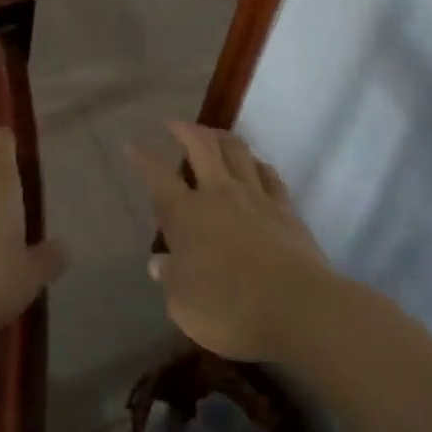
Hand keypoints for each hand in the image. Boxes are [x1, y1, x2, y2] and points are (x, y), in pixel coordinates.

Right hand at [130, 122, 334, 361]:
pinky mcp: (286, 209)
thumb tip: (159, 262)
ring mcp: (256, 198)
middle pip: (202, 147)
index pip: (157, 176)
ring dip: (221, 137)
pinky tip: (255, 164)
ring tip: (213, 134)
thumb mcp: (183, 304)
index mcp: (186, 214)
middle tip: (174, 123)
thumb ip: (170, 278)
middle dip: (185, 130)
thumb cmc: (230, 308)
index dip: (142, 157)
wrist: (299, 308)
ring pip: (237, 152)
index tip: (131, 143)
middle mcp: (219, 195)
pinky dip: (257, 164)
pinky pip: (269, 175)